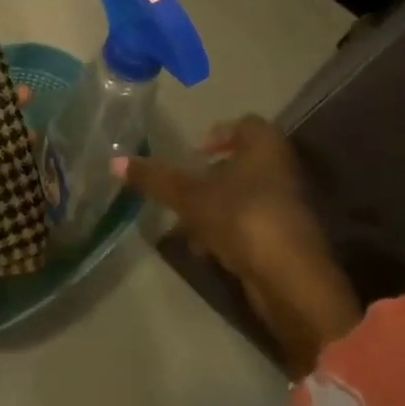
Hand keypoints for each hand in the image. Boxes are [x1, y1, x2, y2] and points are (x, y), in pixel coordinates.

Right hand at [116, 116, 359, 375]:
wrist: (291, 281)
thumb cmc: (242, 219)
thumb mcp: (189, 196)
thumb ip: (154, 178)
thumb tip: (113, 161)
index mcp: (265, 147)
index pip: (245, 124)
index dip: (218, 133)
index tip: (193, 152)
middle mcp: (280, 170)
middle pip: (241, 163)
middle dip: (209, 176)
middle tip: (182, 187)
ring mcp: (286, 206)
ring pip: (242, 196)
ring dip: (213, 206)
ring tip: (184, 224)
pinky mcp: (284, 238)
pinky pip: (249, 224)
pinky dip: (226, 231)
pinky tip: (204, 250)